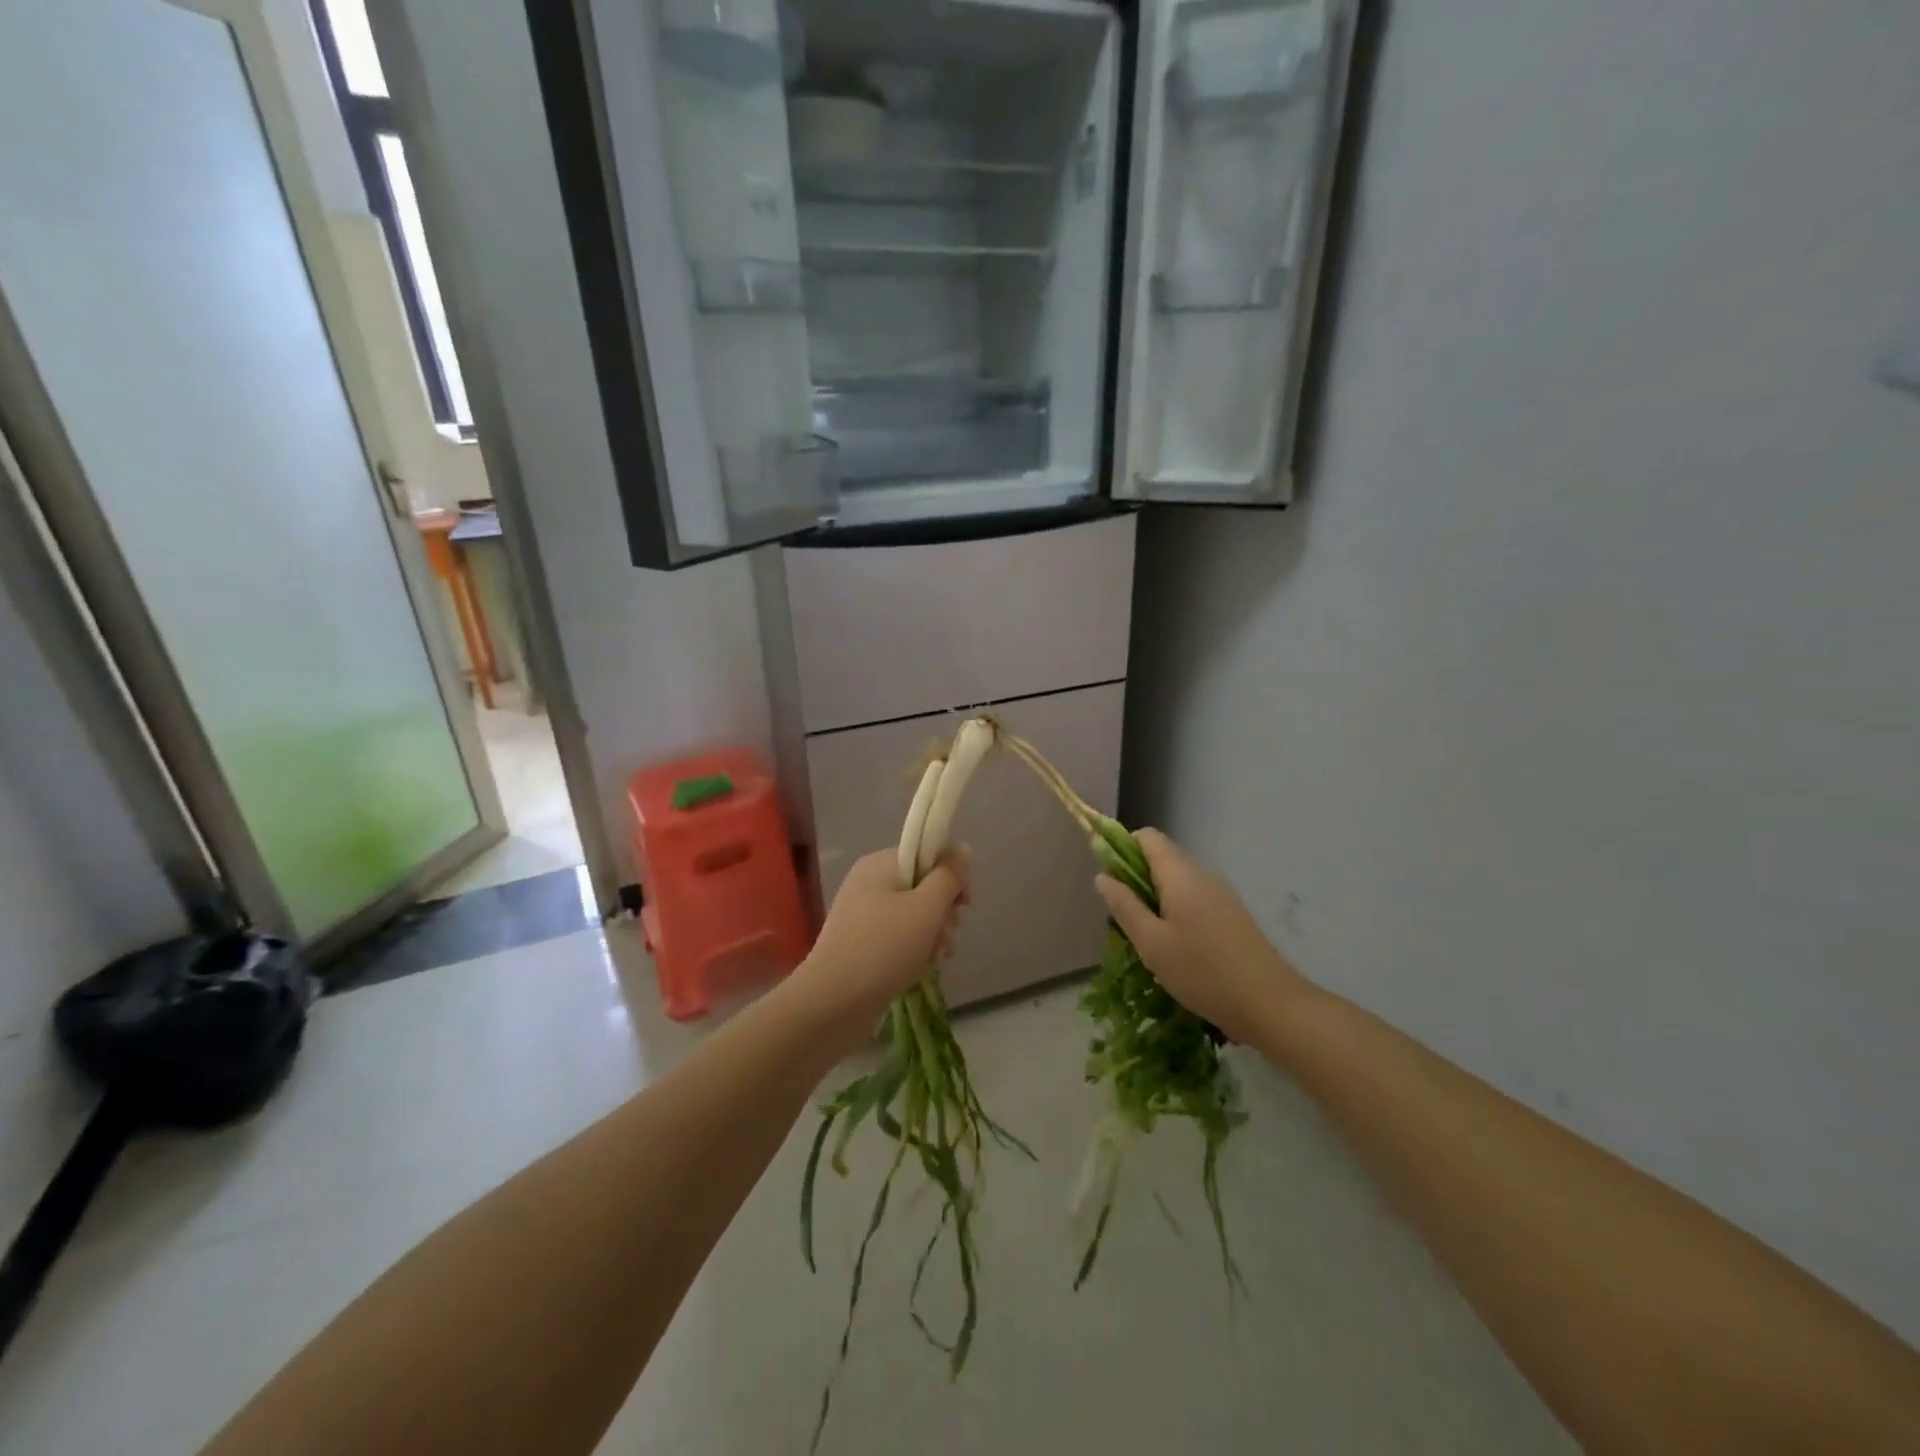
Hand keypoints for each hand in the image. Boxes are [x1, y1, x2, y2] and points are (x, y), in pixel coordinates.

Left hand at [797, 845, 970, 1030]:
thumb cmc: (885, 948)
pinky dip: (915, 946)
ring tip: (939, 955)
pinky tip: (925, 966)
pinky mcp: (861, 943)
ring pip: (913, 912)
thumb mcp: (926, 908)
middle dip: (944, 908)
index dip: (951, 874)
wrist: (833, 1003)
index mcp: (880, 864)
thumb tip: (963, 849)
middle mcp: (868, 883)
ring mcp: (863, 914)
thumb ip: (949, 876)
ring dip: (934, 931)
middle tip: (950, 931)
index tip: (964, 903)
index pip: (926, 853)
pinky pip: (898, 934)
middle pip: (921, 883)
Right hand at [1094, 829, 1306, 1044]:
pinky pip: (1194, 898)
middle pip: (1162, 858)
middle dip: (1136, 880)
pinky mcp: (1231, 914)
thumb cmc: (1202, 972)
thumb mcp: (1152, 943)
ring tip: (1148, 939)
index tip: (1110, 880)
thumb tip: (1103, 875)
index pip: (1147, 837)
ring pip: (1177, 881)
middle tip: (1125, 919)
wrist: (1270, 1004)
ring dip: (1155, 899)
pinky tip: (1175, 949)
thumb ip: (1125, 906)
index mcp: (1181, 875)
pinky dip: (1175, 911)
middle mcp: (1203, 875)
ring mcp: (1221, 894)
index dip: (1122, 848)